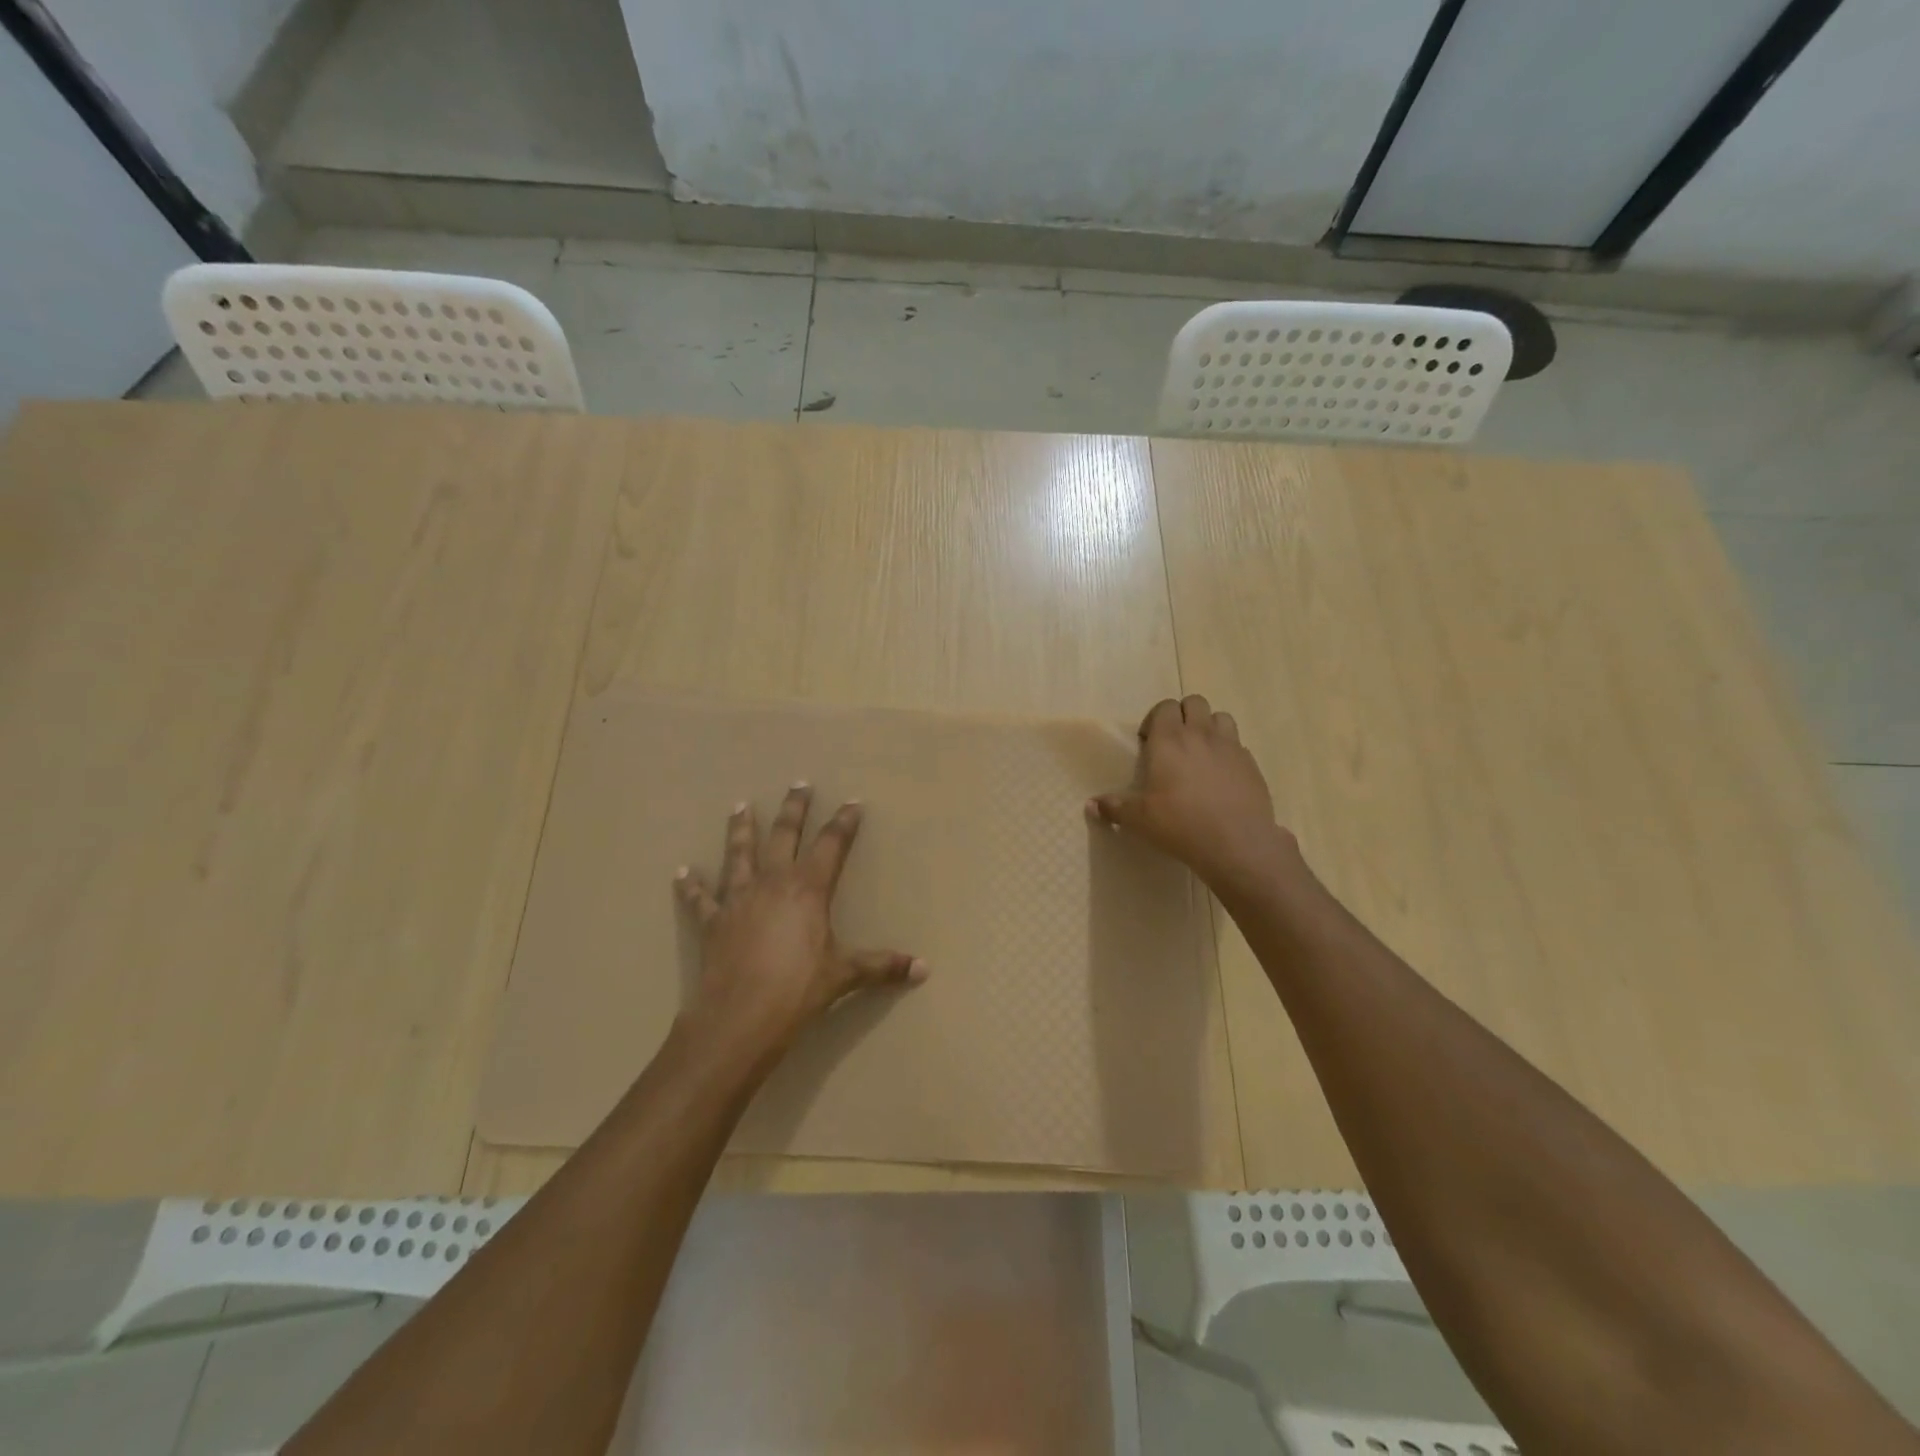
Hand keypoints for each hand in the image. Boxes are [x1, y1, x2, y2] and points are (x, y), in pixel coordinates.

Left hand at [673, 785, 925, 1062]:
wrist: (740, 1018)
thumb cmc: (798, 990)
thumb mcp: (845, 975)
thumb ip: (882, 966)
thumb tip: (923, 969)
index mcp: (808, 889)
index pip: (831, 844)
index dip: (844, 822)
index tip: (852, 802)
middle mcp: (772, 882)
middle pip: (784, 834)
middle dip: (794, 808)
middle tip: (799, 784)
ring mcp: (738, 899)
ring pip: (739, 854)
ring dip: (741, 829)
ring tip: (740, 805)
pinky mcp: (713, 922)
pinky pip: (700, 899)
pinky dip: (691, 886)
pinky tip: (681, 873)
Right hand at [1086, 695, 1299, 894]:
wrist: (1237, 843)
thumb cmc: (1181, 824)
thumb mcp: (1140, 820)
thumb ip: (1114, 808)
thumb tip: (1090, 804)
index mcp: (1169, 740)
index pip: (1165, 707)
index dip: (1156, 719)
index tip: (1149, 742)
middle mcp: (1201, 734)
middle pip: (1195, 702)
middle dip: (1183, 715)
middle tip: (1174, 743)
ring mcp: (1230, 746)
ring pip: (1221, 717)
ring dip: (1209, 727)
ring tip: (1201, 753)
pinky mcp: (1251, 763)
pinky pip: (1238, 745)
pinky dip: (1228, 752)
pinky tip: (1222, 777)